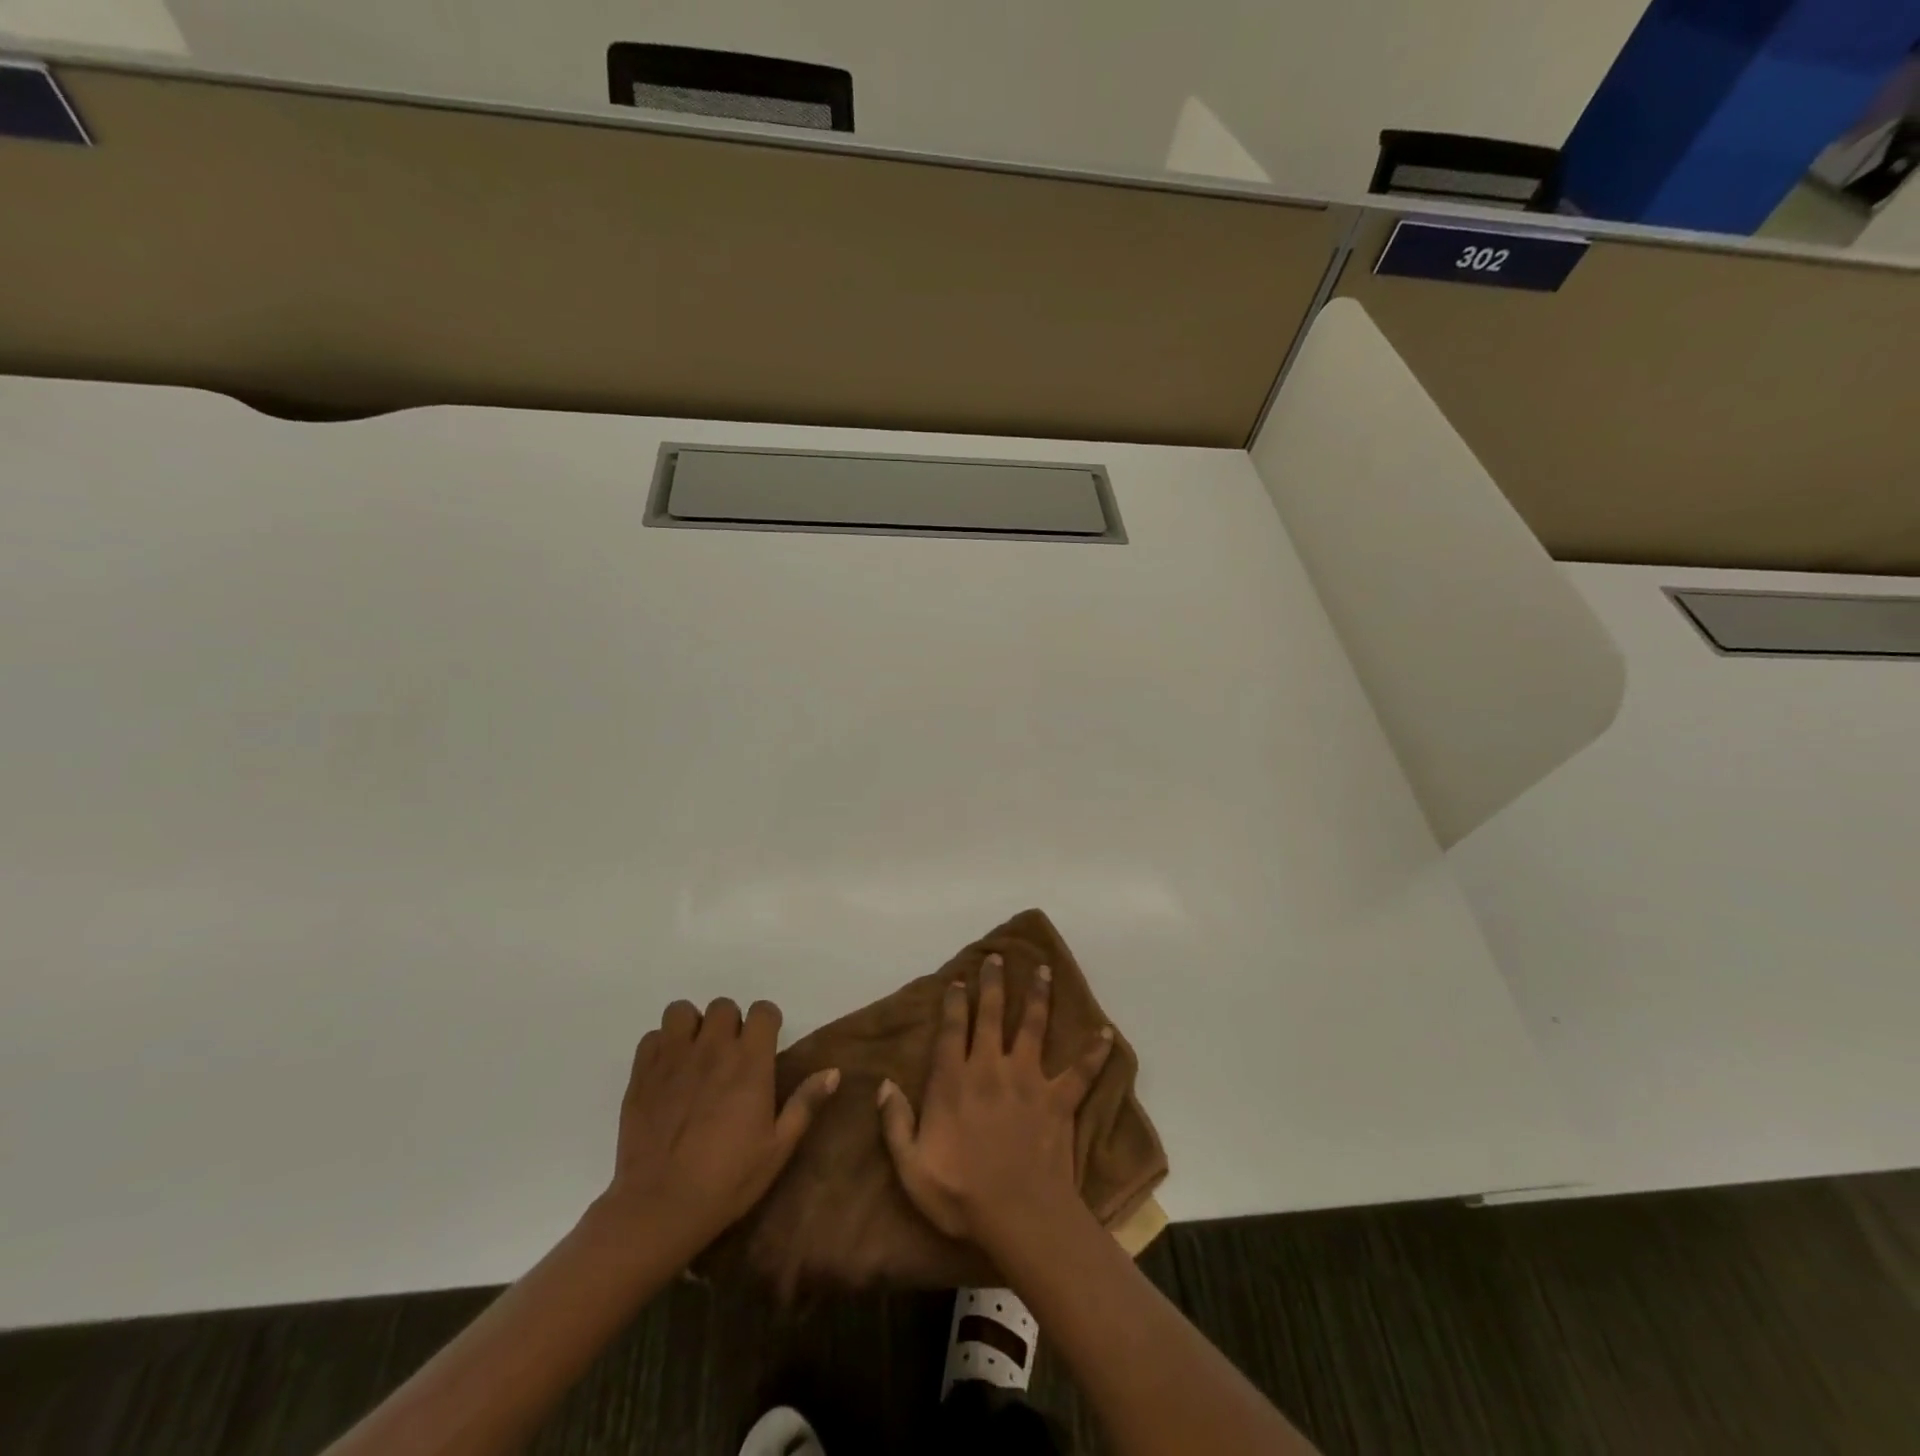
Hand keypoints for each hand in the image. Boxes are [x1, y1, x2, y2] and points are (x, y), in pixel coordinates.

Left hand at [604, 998, 839, 1248]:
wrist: (659, 1207)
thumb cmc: (727, 1180)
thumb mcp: (778, 1148)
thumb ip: (805, 1103)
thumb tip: (834, 1071)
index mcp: (750, 1061)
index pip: (763, 1011)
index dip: (767, 1023)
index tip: (765, 1044)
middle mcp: (713, 1048)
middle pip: (723, 1006)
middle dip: (729, 1024)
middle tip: (729, 1055)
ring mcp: (673, 1058)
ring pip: (682, 1012)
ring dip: (692, 1027)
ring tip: (695, 1055)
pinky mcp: (641, 1074)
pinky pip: (651, 1037)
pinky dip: (661, 1047)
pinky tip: (667, 1073)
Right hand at [877, 954, 1113, 1256]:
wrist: (1018, 1216)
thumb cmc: (961, 1195)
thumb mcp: (911, 1167)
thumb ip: (895, 1123)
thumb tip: (884, 1085)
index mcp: (955, 1082)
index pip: (952, 1030)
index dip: (954, 1003)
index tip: (958, 981)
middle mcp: (991, 1068)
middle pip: (991, 1015)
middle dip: (993, 984)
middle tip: (997, 958)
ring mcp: (1028, 1080)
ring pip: (1033, 1026)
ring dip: (1038, 996)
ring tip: (1044, 969)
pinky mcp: (1058, 1099)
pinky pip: (1081, 1071)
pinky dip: (1096, 1052)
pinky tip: (1107, 1032)